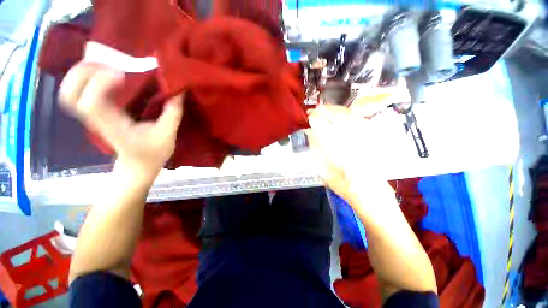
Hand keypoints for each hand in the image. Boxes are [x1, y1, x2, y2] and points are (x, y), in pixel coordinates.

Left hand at [60, 63, 182, 183]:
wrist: (137, 166)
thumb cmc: (152, 154)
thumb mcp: (167, 136)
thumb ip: (173, 114)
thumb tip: (179, 92)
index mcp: (113, 126)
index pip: (90, 104)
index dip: (99, 84)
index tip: (123, 75)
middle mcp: (97, 119)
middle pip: (69, 94)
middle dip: (83, 73)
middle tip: (108, 65)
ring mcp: (93, 116)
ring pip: (69, 91)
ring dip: (82, 73)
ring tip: (105, 65)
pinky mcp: (97, 113)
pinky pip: (79, 91)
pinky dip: (85, 78)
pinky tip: (103, 74)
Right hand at [306, 105, 395, 203]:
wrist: (371, 192)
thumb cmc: (344, 186)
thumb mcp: (324, 173)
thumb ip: (316, 151)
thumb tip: (309, 133)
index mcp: (344, 160)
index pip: (328, 134)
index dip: (318, 123)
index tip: (310, 117)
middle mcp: (359, 147)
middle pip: (342, 121)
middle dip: (326, 112)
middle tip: (315, 109)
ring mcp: (369, 141)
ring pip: (352, 118)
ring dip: (336, 110)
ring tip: (325, 108)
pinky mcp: (375, 139)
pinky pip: (360, 119)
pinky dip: (348, 113)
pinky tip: (339, 112)